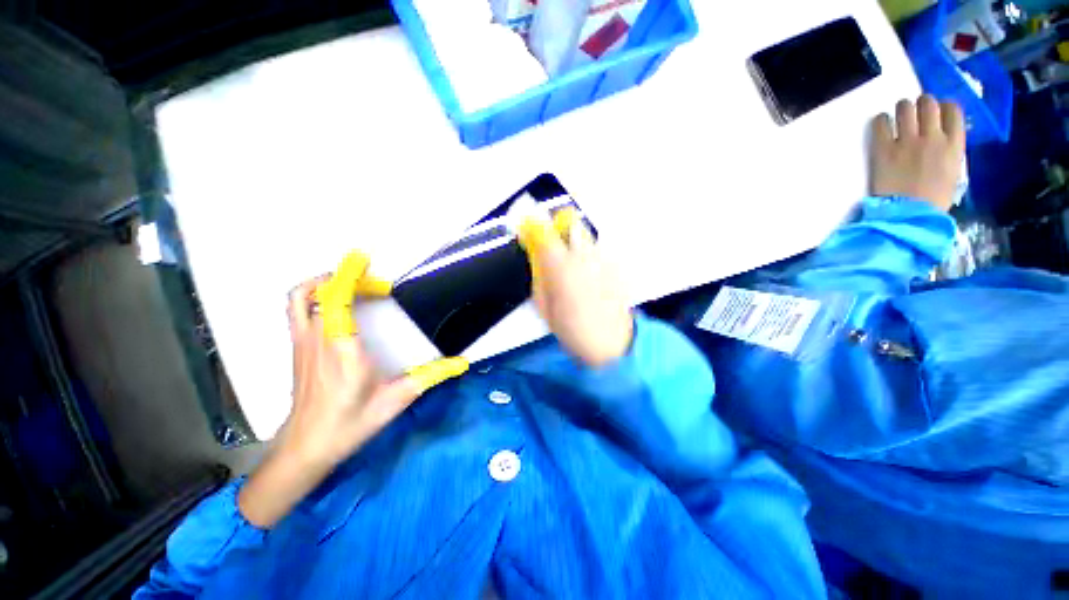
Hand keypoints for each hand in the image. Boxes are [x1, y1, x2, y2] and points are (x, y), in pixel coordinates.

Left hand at [238, 252, 467, 528]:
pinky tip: (336, 306)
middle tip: (377, 285)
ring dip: (325, 282)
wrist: (305, 447)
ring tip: (352, 285)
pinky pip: (297, 310)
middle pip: (320, 292)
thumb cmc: (349, 424)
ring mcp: (302, 343)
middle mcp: (318, 341)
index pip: (336, 301)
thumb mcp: (397, 401)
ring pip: (300, 298)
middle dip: (349, 278)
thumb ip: (431, 377)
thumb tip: (461, 363)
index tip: (363, 259)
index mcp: (344, 351)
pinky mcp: (297, 349)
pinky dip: (313, 296)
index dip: (348, 275)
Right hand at [518, 208, 632, 366]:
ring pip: (587, 238)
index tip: (528, 228)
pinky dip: (592, 259)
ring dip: (577, 246)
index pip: (544, 232)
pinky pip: (600, 252)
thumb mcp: (544, 307)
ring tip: (576, 271)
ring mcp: (605, 259)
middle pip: (571, 224)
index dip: (533, 226)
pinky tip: (592, 279)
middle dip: (560, 231)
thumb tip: (537, 257)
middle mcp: (585, 256)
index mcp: (561, 267)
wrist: (613, 344)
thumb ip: (539, 277)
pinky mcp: (617, 266)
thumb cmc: (573, 331)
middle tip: (555, 250)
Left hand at [871, 95, 965, 211]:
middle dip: (922, 104)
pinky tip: (883, 126)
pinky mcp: (884, 149)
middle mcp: (933, 137)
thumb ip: (950, 150)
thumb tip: (944, 135)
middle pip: (928, 103)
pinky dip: (881, 120)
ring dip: (902, 109)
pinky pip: (881, 123)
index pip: (953, 110)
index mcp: (954, 144)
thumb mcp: (954, 171)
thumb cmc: (934, 199)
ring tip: (899, 118)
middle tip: (915, 113)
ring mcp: (907, 142)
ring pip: (905, 107)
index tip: (936, 112)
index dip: (943, 106)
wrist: (909, 214)